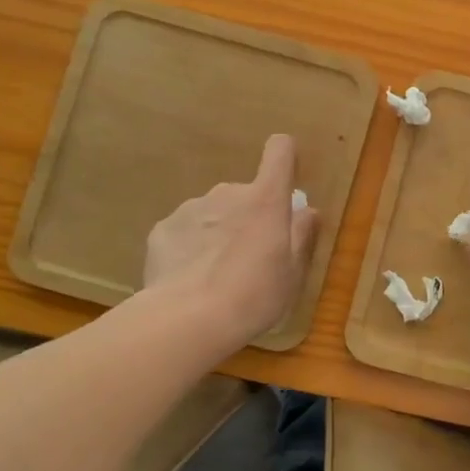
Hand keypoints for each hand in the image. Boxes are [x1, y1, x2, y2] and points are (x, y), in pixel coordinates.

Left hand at [143, 134, 317, 351]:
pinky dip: (190, 247)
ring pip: (213, 213)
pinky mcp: (162, 229)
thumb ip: (301, 236)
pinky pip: (184, 231)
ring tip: (216, 274)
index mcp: (265, 200)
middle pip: (245, 193)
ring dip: (219, 232)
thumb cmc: (254, 295)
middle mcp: (227, 193)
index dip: (285, 157)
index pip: (279, 152)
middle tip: (250, 257)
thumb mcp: (292, 273)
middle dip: (249, 216)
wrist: (188, 318)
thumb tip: (307, 210)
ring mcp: (191, 208)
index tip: (286, 179)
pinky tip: (189, 279)